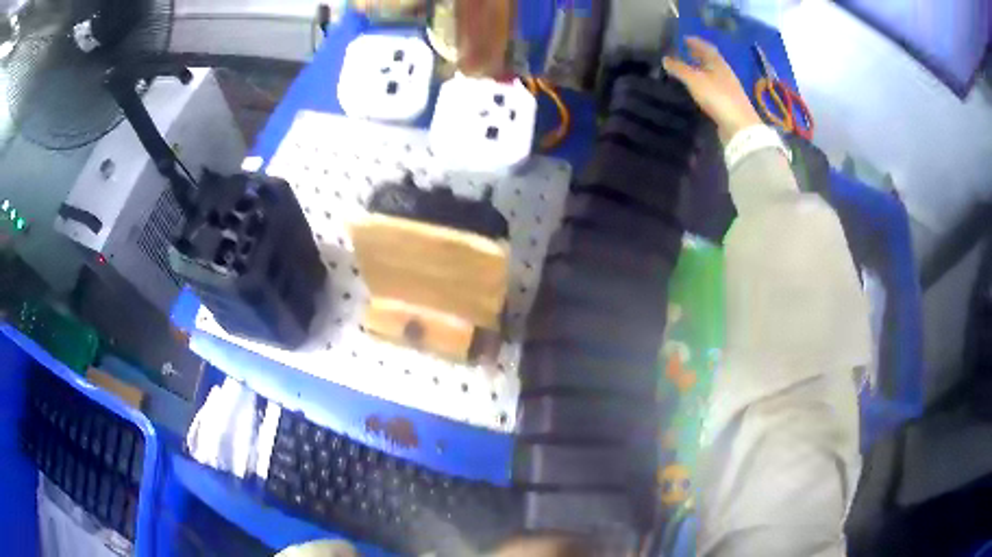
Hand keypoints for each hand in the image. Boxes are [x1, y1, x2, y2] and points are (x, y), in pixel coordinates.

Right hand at [663, 37, 762, 143]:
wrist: (739, 126)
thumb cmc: (717, 97)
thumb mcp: (694, 80)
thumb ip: (679, 69)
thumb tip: (665, 59)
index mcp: (718, 63)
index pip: (706, 47)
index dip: (695, 42)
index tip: (684, 38)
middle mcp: (725, 72)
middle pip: (711, 60)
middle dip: (698, 55)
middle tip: (685, 52)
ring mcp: (728, 88)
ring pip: (712, 73)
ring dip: (701, 69)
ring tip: (688, 69)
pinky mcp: (728, 101)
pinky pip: (713, 86)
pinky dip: (704, 82)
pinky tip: (698, 87)